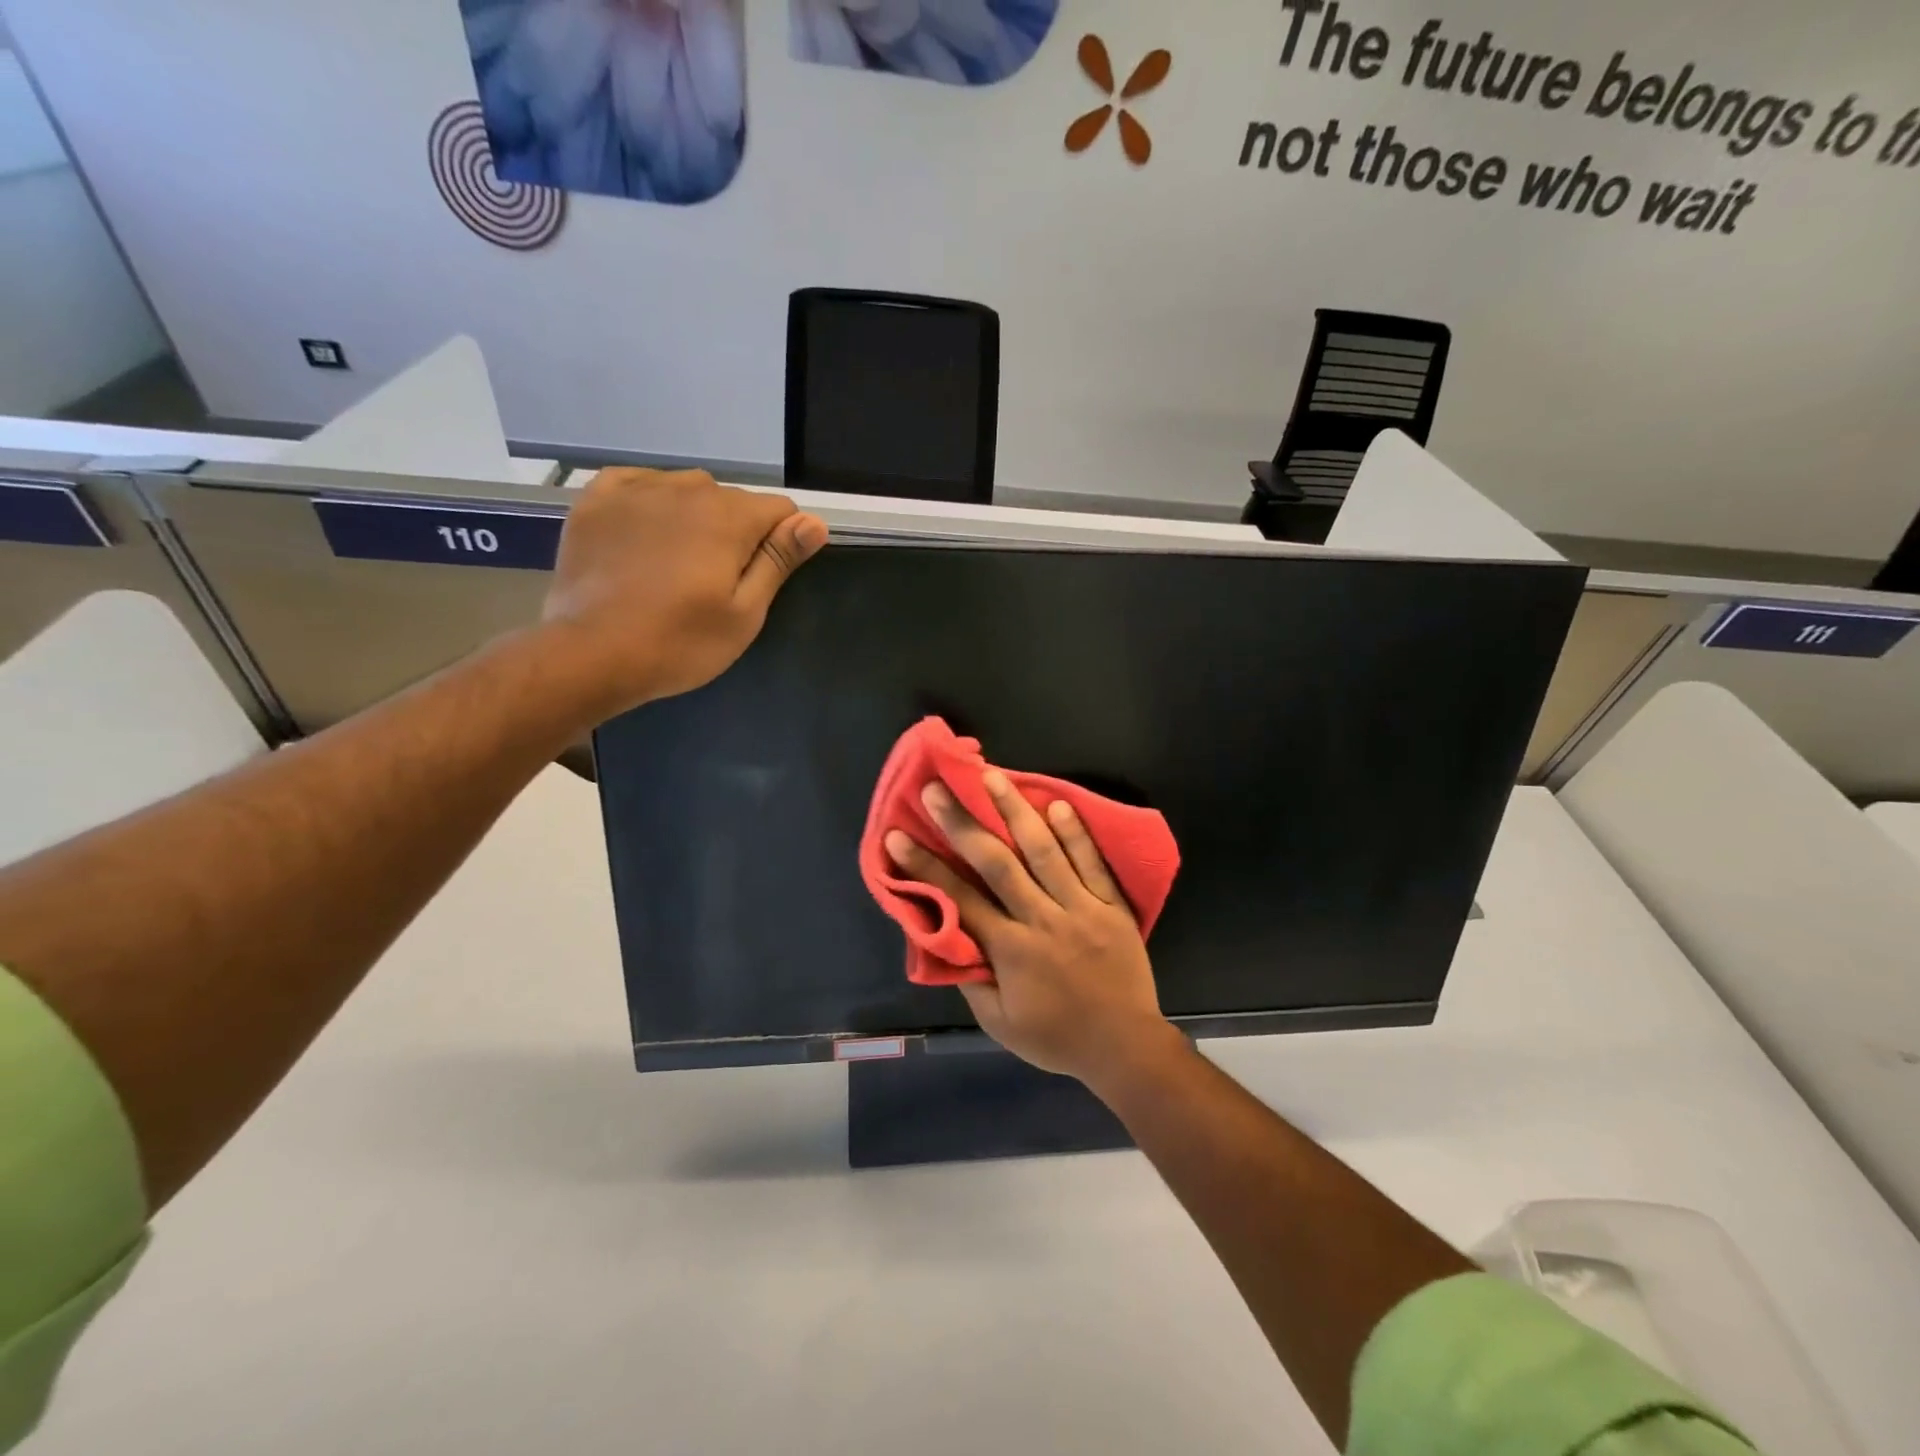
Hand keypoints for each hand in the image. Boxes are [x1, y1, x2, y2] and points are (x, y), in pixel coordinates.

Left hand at [541, 468, 826, 715]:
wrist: (590, 654)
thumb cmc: (680, 642)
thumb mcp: (745, 613)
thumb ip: (779, 560)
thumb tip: (815, 522)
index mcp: (730, 517)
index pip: (781, 510)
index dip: (782, 542)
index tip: (761, 578)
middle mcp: (687, 489)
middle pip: (733, 500)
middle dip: (736, 532)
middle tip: (715, 582)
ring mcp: (637, 489)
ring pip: (687, 490)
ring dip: (694, 517)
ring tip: (675, 563)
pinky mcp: (596, 500)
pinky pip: (638, 483)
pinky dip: (650, 502)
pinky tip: (643, 534)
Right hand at [885, 770, 1180, 1085]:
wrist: (1125, 1048)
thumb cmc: (1057, 1038)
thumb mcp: (1000, 1024)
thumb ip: (973, 980)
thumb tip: (948, 938)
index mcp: (1011, 950)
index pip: (959, 899)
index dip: (925, 866)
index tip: (898, 836)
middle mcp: (1042, 920)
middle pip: (997, 863)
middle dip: (962, 823)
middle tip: (936, 789)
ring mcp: (1081, 909)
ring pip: (1044, 852)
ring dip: (1015, 811)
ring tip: (992, 776)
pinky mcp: (1112, 906)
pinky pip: (1092, 864)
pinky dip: (1076, 834)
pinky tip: (1057, 803)